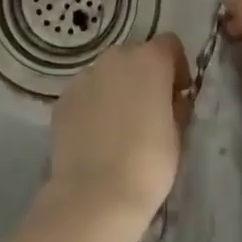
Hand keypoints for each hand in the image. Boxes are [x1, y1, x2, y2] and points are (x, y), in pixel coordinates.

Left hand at [40, 34, 189, 241]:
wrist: (94, 196)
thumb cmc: (148, 165)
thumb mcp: (178, 135)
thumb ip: (176, 106)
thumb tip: (172, 99)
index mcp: (150, 60)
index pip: (169, 44)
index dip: (177, 67)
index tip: (178, 95)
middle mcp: (115, 57)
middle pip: (136, 56)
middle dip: (145, 76)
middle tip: (149, 112)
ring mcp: (85, 75)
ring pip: (108, 73)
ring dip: (117, 89)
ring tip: (119, 127)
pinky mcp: (63, 97)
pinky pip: (86, 92)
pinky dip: (94, 105)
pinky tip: (96, 136)